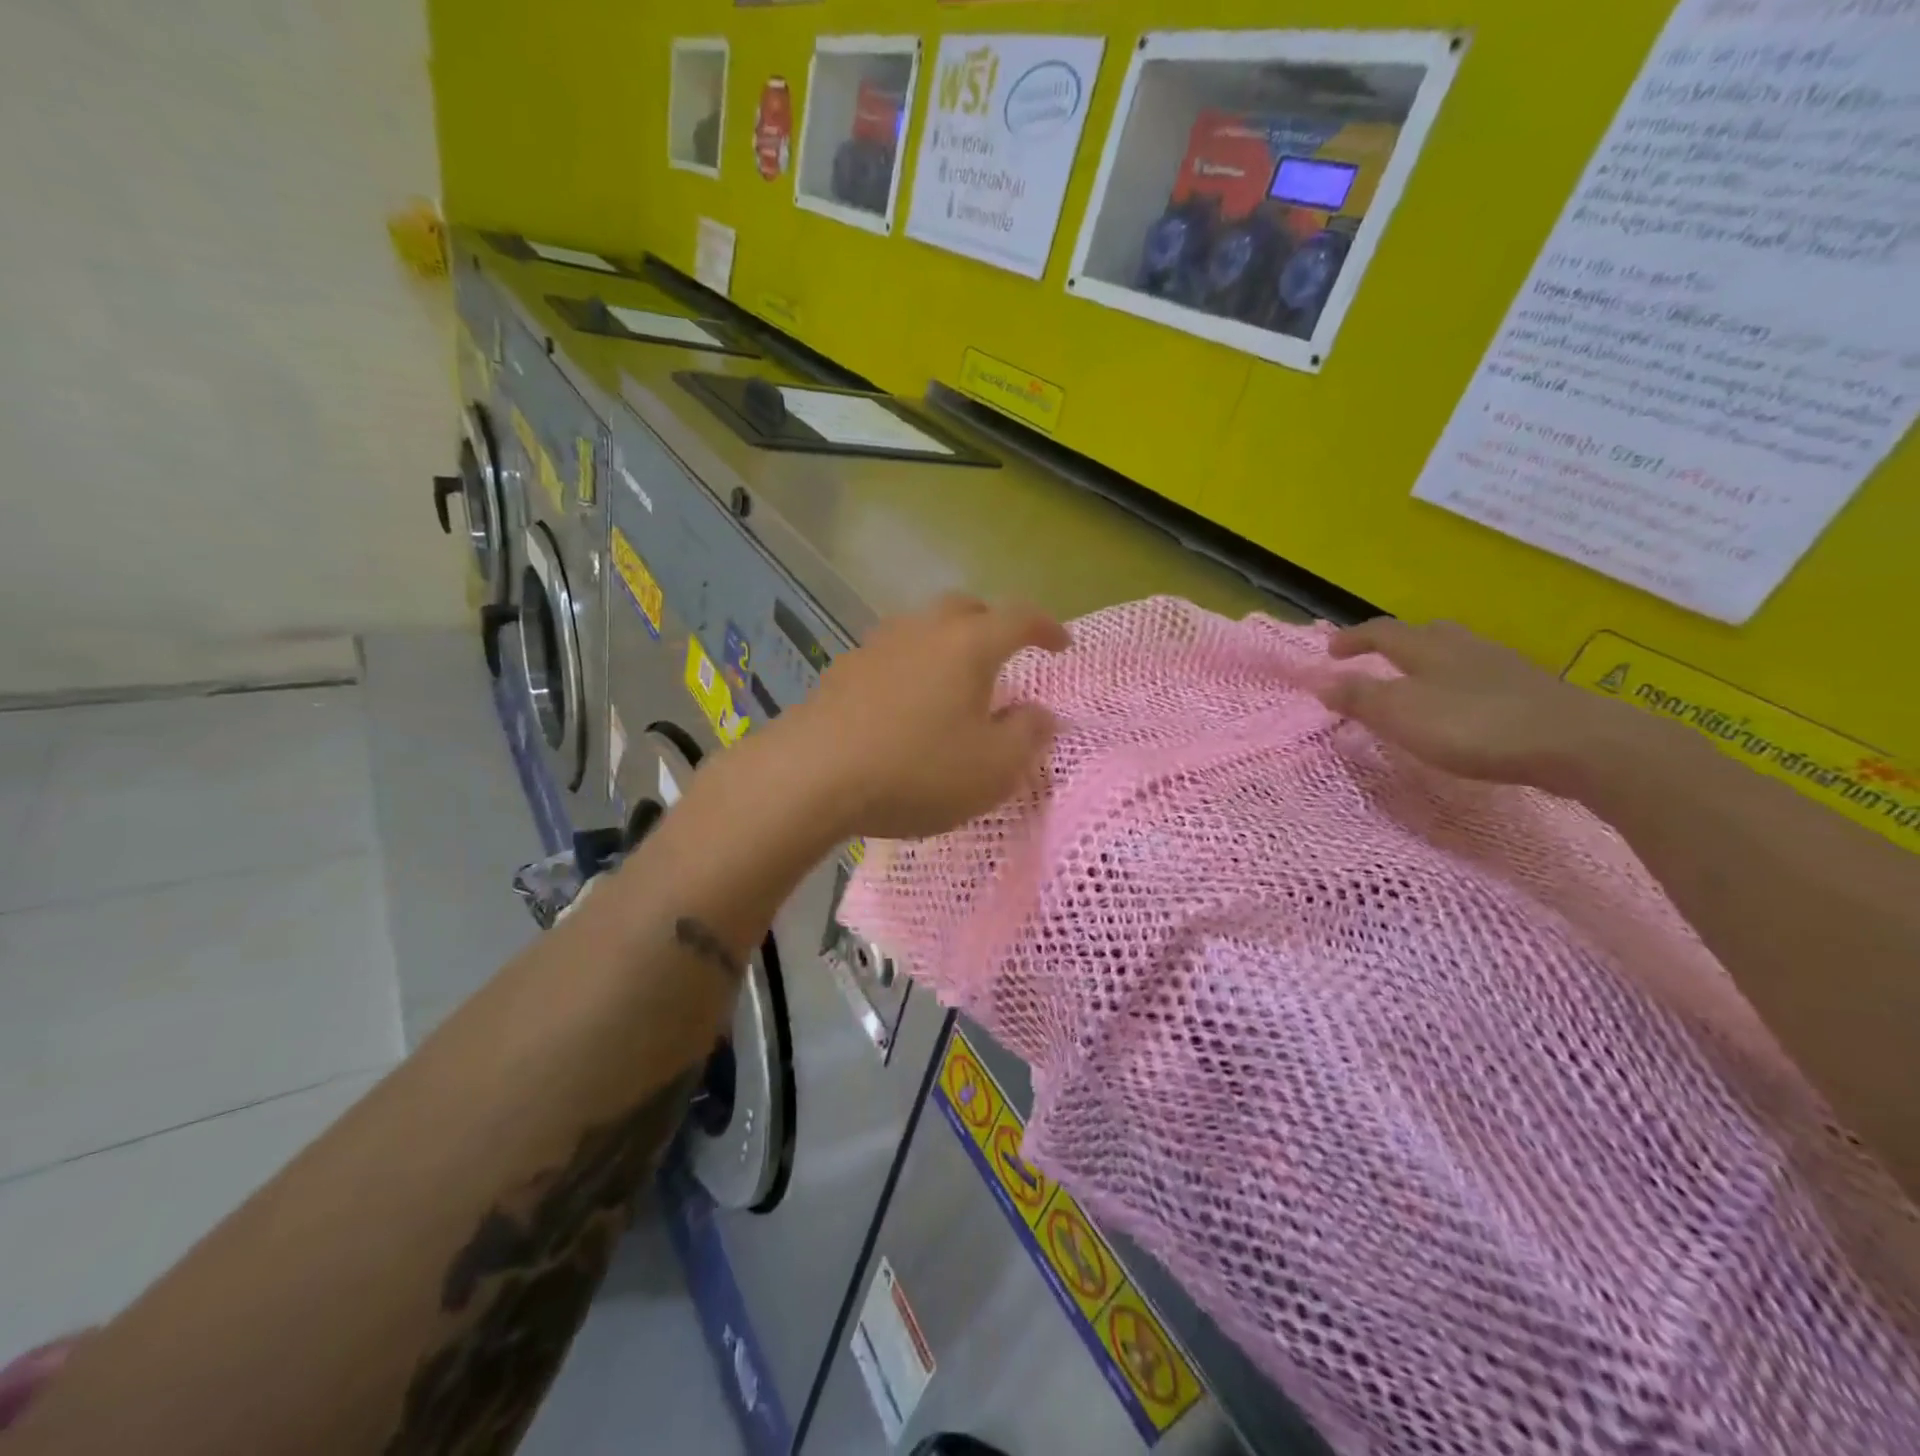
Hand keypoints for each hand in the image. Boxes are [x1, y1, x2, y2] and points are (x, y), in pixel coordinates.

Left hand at [780, 595, 1069, 839]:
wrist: (812, 776)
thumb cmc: (916, 771)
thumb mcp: (992, 768)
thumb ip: (1027, 736)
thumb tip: (1042, 714)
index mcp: (969, 645)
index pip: (1019, 618)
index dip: (1047, 628)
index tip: (1062, 646)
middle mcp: (923, 631)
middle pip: (967, 609)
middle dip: (994, 625)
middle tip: (1006, 656)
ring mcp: (877, 646)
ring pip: (924, 627)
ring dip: (948, 644)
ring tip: (955, 681)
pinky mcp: (844, 670)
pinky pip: (892, 654)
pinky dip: (912, 667)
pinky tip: (906, 703)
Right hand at [1317, 618, 1651, 791]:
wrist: (1576, 743)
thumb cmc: (1473, 726)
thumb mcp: (1400, 714)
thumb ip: (1358, 697)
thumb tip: (1318, 680)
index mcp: (1427, 649)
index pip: (1381, 632)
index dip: (1353, 638)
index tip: (1331, 651)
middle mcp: (1464, 647)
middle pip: (1426, 634)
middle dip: (1398, 643)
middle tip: (1380, 660)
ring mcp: (1504, 666)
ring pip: (1459, 653)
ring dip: (1433, 663)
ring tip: (1421, 684)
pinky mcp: (1533, 691)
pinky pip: (1484, 677)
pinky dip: (1463, 685)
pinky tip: (1466, 708)